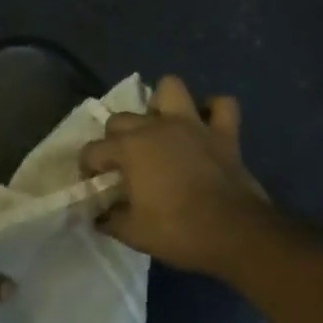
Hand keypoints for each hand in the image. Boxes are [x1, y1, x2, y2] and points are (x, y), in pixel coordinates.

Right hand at [80, 75, 273, 277]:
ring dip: (162, 103)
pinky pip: (222, 106)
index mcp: (130, 148)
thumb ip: (110, 220)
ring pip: (171, 88)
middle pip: (121, 119)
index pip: (93, 151)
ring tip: (160, 126)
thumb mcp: (133, 233)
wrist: (235, 234)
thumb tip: (100, 216)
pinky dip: (213, 111)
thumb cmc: (178, 231)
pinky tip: (206, 125)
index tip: (92, 185)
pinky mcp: (224, 133)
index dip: (87, 168)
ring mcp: (193, 125)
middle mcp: (157, 127)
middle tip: (123, 164)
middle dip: (114, 138)